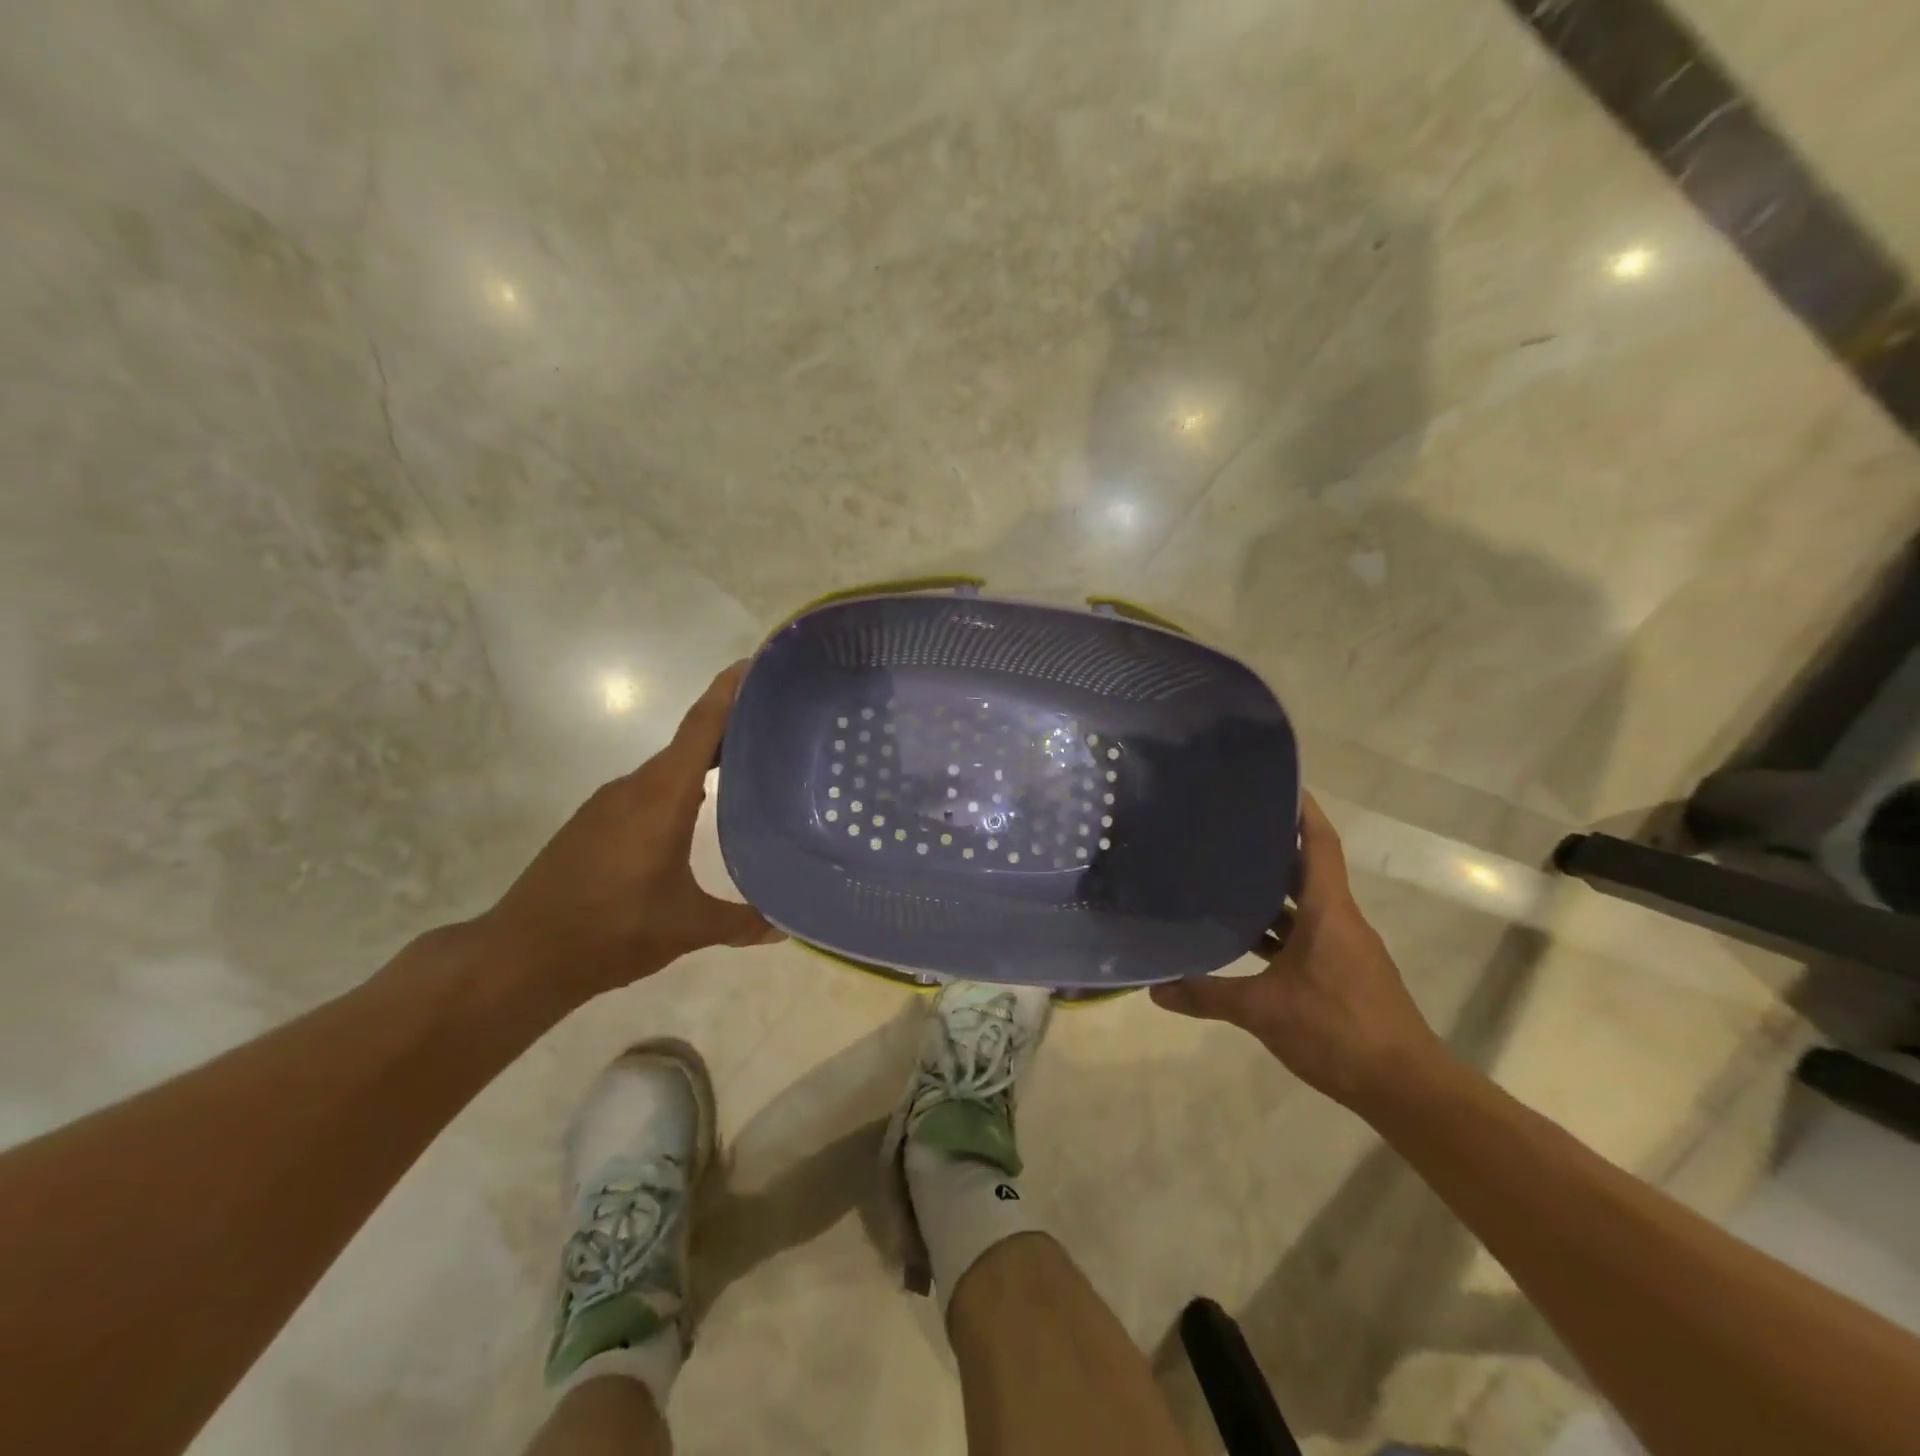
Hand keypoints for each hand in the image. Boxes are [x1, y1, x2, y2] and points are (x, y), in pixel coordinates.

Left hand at [476, 662, 780, 1004]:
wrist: (521, 955)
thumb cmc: (610, 930)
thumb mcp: (686, 928)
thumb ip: (742, 922)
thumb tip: (790, 926)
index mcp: (662, 796)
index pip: (702, 728)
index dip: (729, 692)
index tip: (757, 663)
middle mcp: (635, 787)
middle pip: (690, 741)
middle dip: (732, 726)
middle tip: (779, 723)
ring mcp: (610, 803)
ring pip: (669, 767)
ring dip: (706, 759)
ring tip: (751, 764)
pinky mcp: (596, 822)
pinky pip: (650, 789)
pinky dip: (682, 785)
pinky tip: (702, 810)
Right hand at [1151, 793, 1444, 1111]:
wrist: (1407, 1088)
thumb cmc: (1339, 1030)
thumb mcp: (1263, 1011)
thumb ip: (1208, 996)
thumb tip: (1155, 988)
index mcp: (1329, 911)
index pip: (1319, 844)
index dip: (1302, 811)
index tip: (1276, 783)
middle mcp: (1340, 919)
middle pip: (1307, 869)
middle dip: (1272, 846)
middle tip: (1226, 827)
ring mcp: (1343, 947)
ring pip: (1304, 904)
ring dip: (1270, 890)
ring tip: (1223, 872)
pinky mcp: (1342, 972)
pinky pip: (1305, 933)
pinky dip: (1276, 927)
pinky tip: (1242, 936)